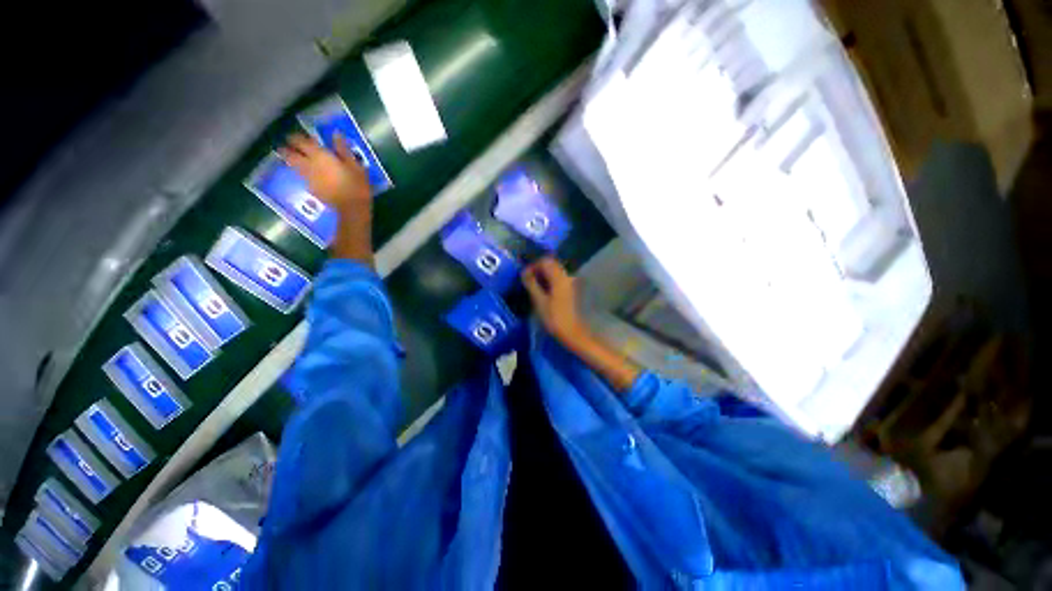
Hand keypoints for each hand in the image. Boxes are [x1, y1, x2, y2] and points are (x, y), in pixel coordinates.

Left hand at [280, 133, 369, 210]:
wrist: (352, 207)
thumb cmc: (356, 184)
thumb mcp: (354, 165)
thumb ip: (343, 149)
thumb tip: (336, 133)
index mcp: (320, 156)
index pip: (300, 141)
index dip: (296, 137)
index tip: (297, 135)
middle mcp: (309, 164)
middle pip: (290, 154)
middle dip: (287, 149)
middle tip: (288, 146)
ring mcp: (308, 178)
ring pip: (292, 165)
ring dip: (290, 160)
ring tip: (292, 158)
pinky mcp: (311, 189)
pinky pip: (302, 177)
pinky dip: (301, 173)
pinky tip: (306, 174)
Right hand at [522, 258, 590, 349]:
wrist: (572, 332)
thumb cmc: (554, 318)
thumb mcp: (539, 301)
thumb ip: (531, 284)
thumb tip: (524, 271)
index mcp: (559, 277)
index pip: (545, 261)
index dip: (533, 265)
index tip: (524, 276)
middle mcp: (566, 276)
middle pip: (551, 264)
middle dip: (538, 269)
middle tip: (527, 280)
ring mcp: (570, 283)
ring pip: (554, 272)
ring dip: (543, 275)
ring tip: (533, 286)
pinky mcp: (570, 290)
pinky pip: (558, 279)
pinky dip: (549, 281)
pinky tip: (542, 291)